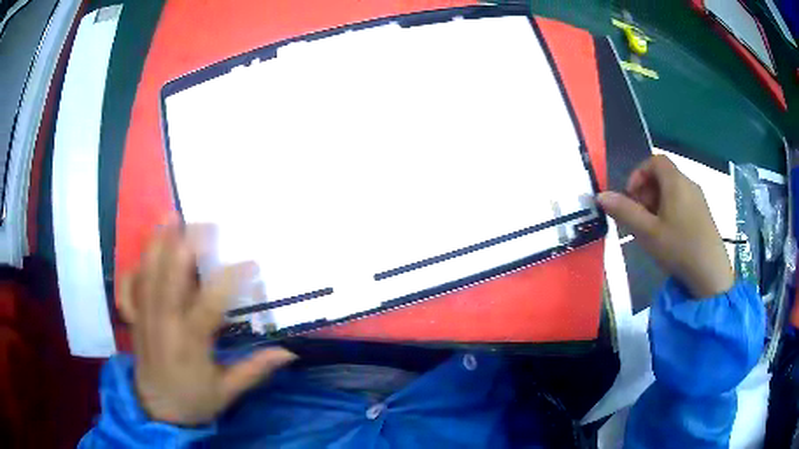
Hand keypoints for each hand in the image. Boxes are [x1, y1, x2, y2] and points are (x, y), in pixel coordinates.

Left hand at [119, 223, 295, 425]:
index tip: (252, 262)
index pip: (210, 304)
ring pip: (148, 275)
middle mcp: (164, 324)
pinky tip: (144, 252)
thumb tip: (289, 352)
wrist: (158, 410)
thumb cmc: (195, 401)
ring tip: (170, 216)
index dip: (231, 280)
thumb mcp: (228, 392)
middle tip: (206, 223)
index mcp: (190, 343)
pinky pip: (128, 288)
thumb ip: (255, 370)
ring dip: (158, 244)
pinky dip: (134, 268)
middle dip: (186, 245)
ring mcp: (145, 319)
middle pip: (171, 277)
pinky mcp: (134, 320)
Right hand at [597, 155, 733, 298]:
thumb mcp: (648, 232)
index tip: (631, 197)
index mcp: (675, 182)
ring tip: (652, 228)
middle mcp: (689, 183)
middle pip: (663, 175)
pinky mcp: (704, 214)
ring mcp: (699, 199)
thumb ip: (625, 212)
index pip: (654, 160)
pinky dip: (671, 210)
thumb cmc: (679, 248)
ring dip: (657, 202)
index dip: (639, 174)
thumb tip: (601, 196)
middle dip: (646, 191)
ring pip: (673, 190)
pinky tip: (669, 235)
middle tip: (639, 216)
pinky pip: (683, 201)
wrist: (711, 273)